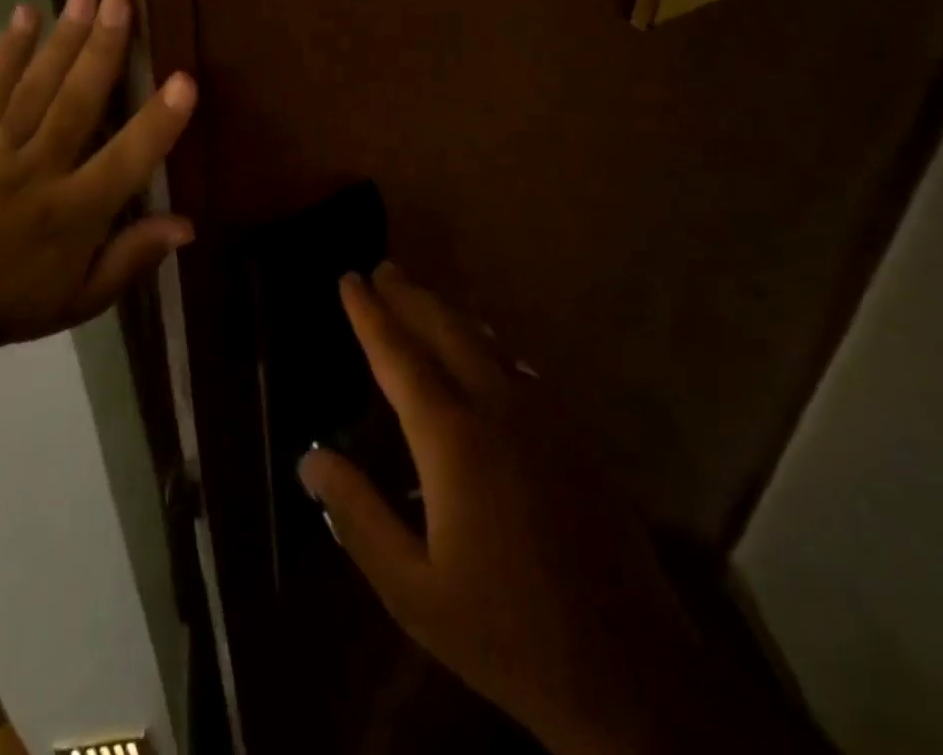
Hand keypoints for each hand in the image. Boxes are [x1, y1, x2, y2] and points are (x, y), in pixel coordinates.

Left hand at [0, 0, 196, 349]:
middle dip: (101, 50)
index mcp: (75, 214)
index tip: (185, 80)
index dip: (157, 123)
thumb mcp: (84, 298)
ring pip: (36, 89)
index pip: (125, 161)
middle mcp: (40, 172)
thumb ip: (133, 258)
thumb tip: (187, 224)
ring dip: (62, 40)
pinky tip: (24, 15)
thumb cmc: (17, 302)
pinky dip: (7, 53)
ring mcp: (0, 151)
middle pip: (76, 105)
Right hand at [300, 265, 707, 753]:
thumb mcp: (412, 589)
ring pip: (486, 342)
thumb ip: (357, 515)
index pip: (398, 356)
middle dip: (410, 296)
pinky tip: (483, 351)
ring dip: (448, 314)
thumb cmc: (507, 633)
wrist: (632, 676)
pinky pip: (519, 368)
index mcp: (453, 438)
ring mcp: (544, 419)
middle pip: (446, 331)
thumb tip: (310, 457)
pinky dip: (487, 344)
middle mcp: (498, 408)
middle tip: (383, 268)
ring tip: (421, 296)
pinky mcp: (574, 438)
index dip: (369, 314)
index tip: (349, 278)